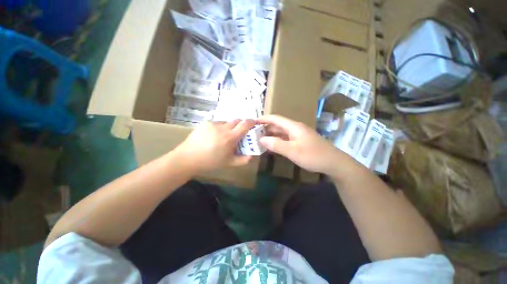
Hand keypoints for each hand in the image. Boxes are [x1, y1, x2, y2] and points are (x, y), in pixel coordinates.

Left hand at [175, 119, 255, 172]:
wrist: (188, 158)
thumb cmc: (210, 162)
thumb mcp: (229, 163)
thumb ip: (244, 160)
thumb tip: (253, 155)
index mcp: (230, 137)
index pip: (245, 124)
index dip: (252, 122)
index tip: (254, 124)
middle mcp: (223, 127)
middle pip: (237, 120)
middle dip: (241, 125)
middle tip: (239, 133)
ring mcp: (213, 124)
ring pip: (227, 121)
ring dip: (230, 127)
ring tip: (225, 136)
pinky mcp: (206, 123)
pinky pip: (218, 122)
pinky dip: (221, 127)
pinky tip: (215, 136)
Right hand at [258, 115, 354, 175]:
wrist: (334, 163)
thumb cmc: (313, 155)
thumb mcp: (292, 151)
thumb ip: (276, 144)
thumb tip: (261, 139)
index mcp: (293, 127)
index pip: (275, 118)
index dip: (263, 119)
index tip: (252, 122)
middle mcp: (295, 128)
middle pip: (277, 125)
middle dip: (265, 128)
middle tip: (253, 134)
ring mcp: (298, 135)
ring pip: (281, 133)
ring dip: (271, 135)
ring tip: (259, 140)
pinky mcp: (300, 142)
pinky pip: (285, 139)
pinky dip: (277, 141)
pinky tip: (272, 146)